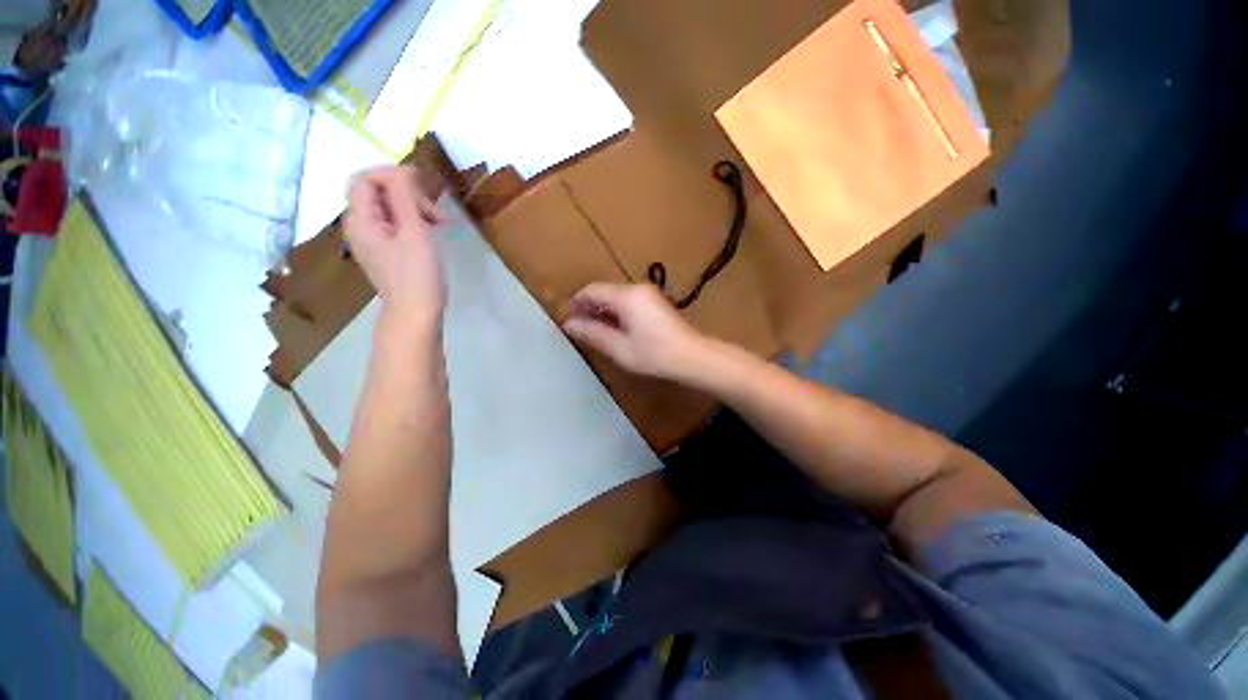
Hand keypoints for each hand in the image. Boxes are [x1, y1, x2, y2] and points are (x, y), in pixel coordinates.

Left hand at [345, 166, 446, 325]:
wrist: (416, 313)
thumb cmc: (417, 275)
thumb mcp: (414, 232)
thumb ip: (404, 197)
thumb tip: (402, 170)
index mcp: (361, 220)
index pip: (364, 179)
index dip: (391, 175)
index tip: (422, 187)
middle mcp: (360, 227)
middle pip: (377, 192)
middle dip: (408, 194)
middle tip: (437, 213)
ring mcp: (373, 240)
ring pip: (389, 208)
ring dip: (415, 208)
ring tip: (440, 223)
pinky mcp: (386, 251)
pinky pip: (395, 224)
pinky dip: (414, 222)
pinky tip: (432, 231)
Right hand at [563, 283, 709, 379]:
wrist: (692, 356)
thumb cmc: (654, 354)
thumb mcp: (619, 347)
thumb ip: (593, 333)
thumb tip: (569, 325)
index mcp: (626, 296)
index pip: (592, 290)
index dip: (576, 303)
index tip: (567, 320)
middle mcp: (636, 288)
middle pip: (604, 291)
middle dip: (589, 307)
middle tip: (579, 328)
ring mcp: (648, 293)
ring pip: (616, 296)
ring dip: (602, 310)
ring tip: (594, 331)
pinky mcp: (655, 301)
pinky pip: (628, 301)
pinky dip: (616, 311)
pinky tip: (614, 328)